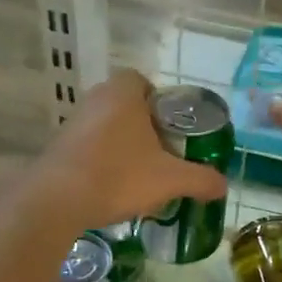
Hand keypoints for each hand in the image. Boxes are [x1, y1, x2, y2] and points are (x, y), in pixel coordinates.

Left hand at [34, 70, 227, 230]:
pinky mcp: (59, 148)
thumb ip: (201, 179)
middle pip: (126, 105)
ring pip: (107, 127)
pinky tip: (113, 188)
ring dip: (123, 146)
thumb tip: (224, 186)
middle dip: (145, 127)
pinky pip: (89, 147)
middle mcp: (95, 100)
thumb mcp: (170, 179)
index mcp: (122, 94)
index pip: (141, 80)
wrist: (57, 201)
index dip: (158, 101)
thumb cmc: (118, 176)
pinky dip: (103, 161)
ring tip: (140, 175)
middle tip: (162, 153)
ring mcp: (73, 123)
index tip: (171, 127)